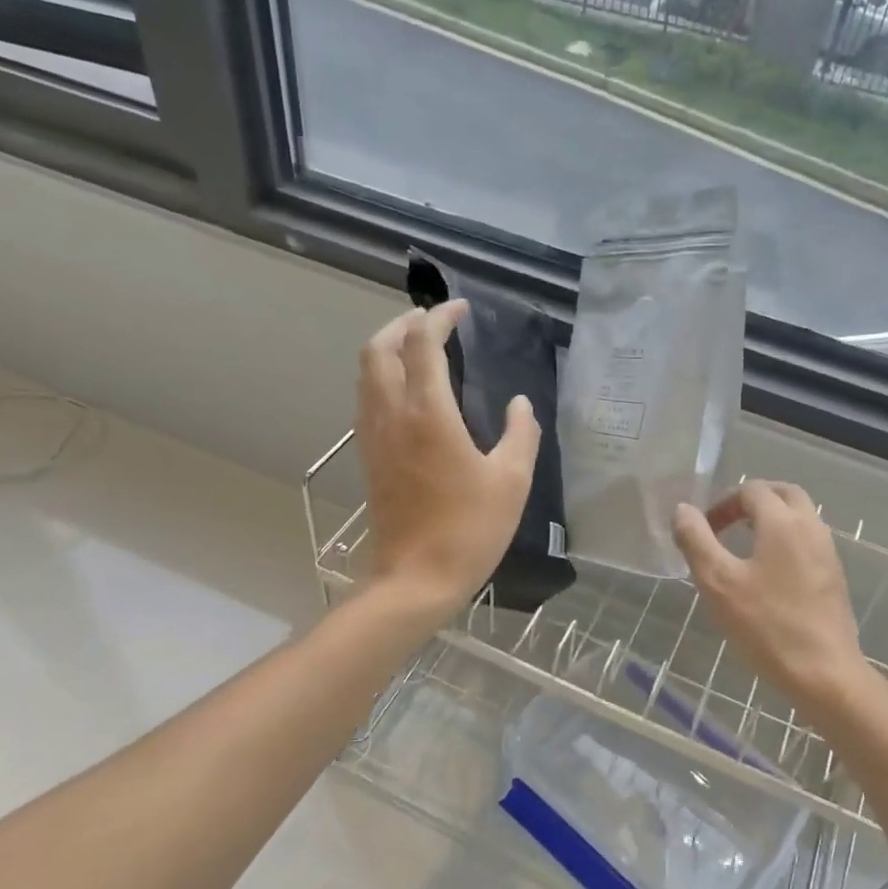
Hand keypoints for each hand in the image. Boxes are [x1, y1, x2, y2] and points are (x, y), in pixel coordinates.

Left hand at [356, 301, 540, 616]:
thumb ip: (521, 434)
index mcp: (428, 412)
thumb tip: (520, 404)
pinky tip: (409, 390)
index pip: (422, 343)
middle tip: (434, 321)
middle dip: (403, 323)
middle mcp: (392, 414)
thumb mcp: (512, 481)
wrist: (415, 579)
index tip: (460, 309)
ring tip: (419, 346)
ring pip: (367, 371)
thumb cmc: (470, 529)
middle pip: (380, 348)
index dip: (439, 317)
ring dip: (388, 347)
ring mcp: (374, 435)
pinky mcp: (369, 455)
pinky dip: (383, 375)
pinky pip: (367, 397)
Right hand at [673, 481, 871, 721]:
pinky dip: (786, 540)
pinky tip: (767, 573)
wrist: (824, 672)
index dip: (723, 503)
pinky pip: (808, 541)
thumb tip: (683, 510)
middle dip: (752, 501)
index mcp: (782, 522)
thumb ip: (696, 540)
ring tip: (742, 547)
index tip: (703, 530)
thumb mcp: (718, 582)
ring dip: (771, 519)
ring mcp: (827, 552)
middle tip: (726, 524)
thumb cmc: (766, 625)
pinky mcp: (834, 576)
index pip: (751, 490)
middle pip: (783, 493)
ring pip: (800, 517)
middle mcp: (810, 527)